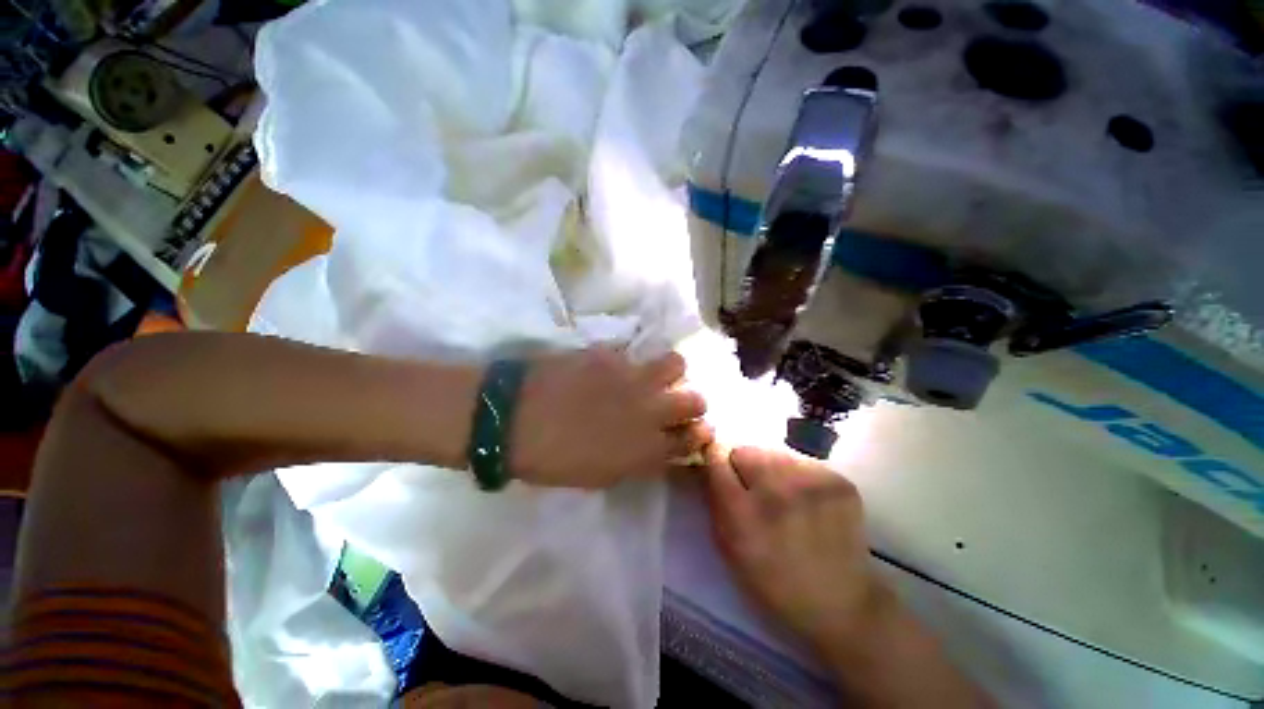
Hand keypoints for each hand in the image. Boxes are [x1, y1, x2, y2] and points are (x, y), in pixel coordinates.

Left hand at [509, 348, 712, 487]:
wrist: (513, 420)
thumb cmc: (553, 460)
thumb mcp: (601, 476)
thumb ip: (638, 462)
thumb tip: (657, 449)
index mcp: (647, 449)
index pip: (693, 439)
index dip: (698, 434)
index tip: (694, 430)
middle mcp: (650, 411)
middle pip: (696, 400)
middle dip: (692, 403)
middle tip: (674, 403)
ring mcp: (633, 378)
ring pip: (677, 364)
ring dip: (672, 372)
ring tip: (655, 375)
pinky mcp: (612, 355)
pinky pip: (636, 354)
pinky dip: (633, 362)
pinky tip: (616, 367)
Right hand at [704, 446, 892, 660]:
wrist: (842, 603)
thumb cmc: (774, 581)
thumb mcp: (729, 547)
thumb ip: (714, 499)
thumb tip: (707, 461)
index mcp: (744, 513)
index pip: (717, 457)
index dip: (715, 461)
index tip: (719, 468)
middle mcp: (777, 491)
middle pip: (745, 450)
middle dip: (744, 467)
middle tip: (756, 492)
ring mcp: (813, 483)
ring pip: (774, 453)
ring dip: (771, 469)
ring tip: (783, 497)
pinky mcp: (839, 481)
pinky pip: (802, 462)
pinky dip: (798, 476)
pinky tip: (807, 501)